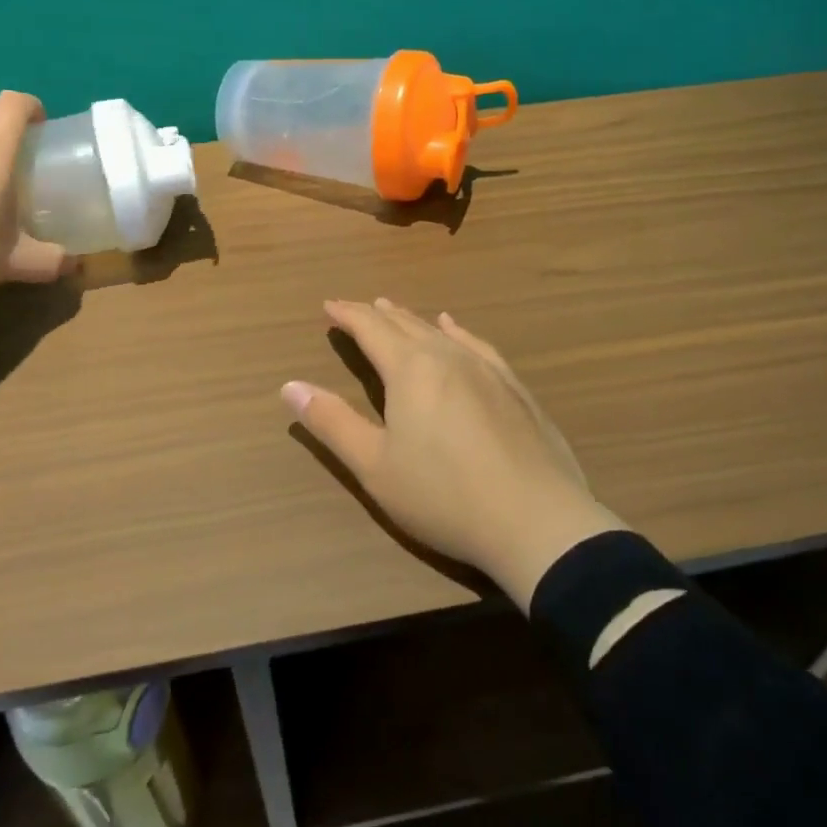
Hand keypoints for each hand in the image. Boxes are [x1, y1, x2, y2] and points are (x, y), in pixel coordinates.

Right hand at [282, 298, 627, 610]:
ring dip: (413, 320)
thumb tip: (289, 385)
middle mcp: (448, 356)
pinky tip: (456, 329)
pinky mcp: (515, 388)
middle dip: (377, 314)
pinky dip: (458, 332)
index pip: (371, 329)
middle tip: (357, 308)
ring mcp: (487, 369)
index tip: (328, 305)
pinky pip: (477, 345)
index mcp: (411, 369)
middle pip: (405, 324)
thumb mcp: (374, 466)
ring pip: (441, 331)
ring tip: (397, 310)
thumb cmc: (443, 495)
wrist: (537, 521)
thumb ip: (331, 422)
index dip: (347, 314)